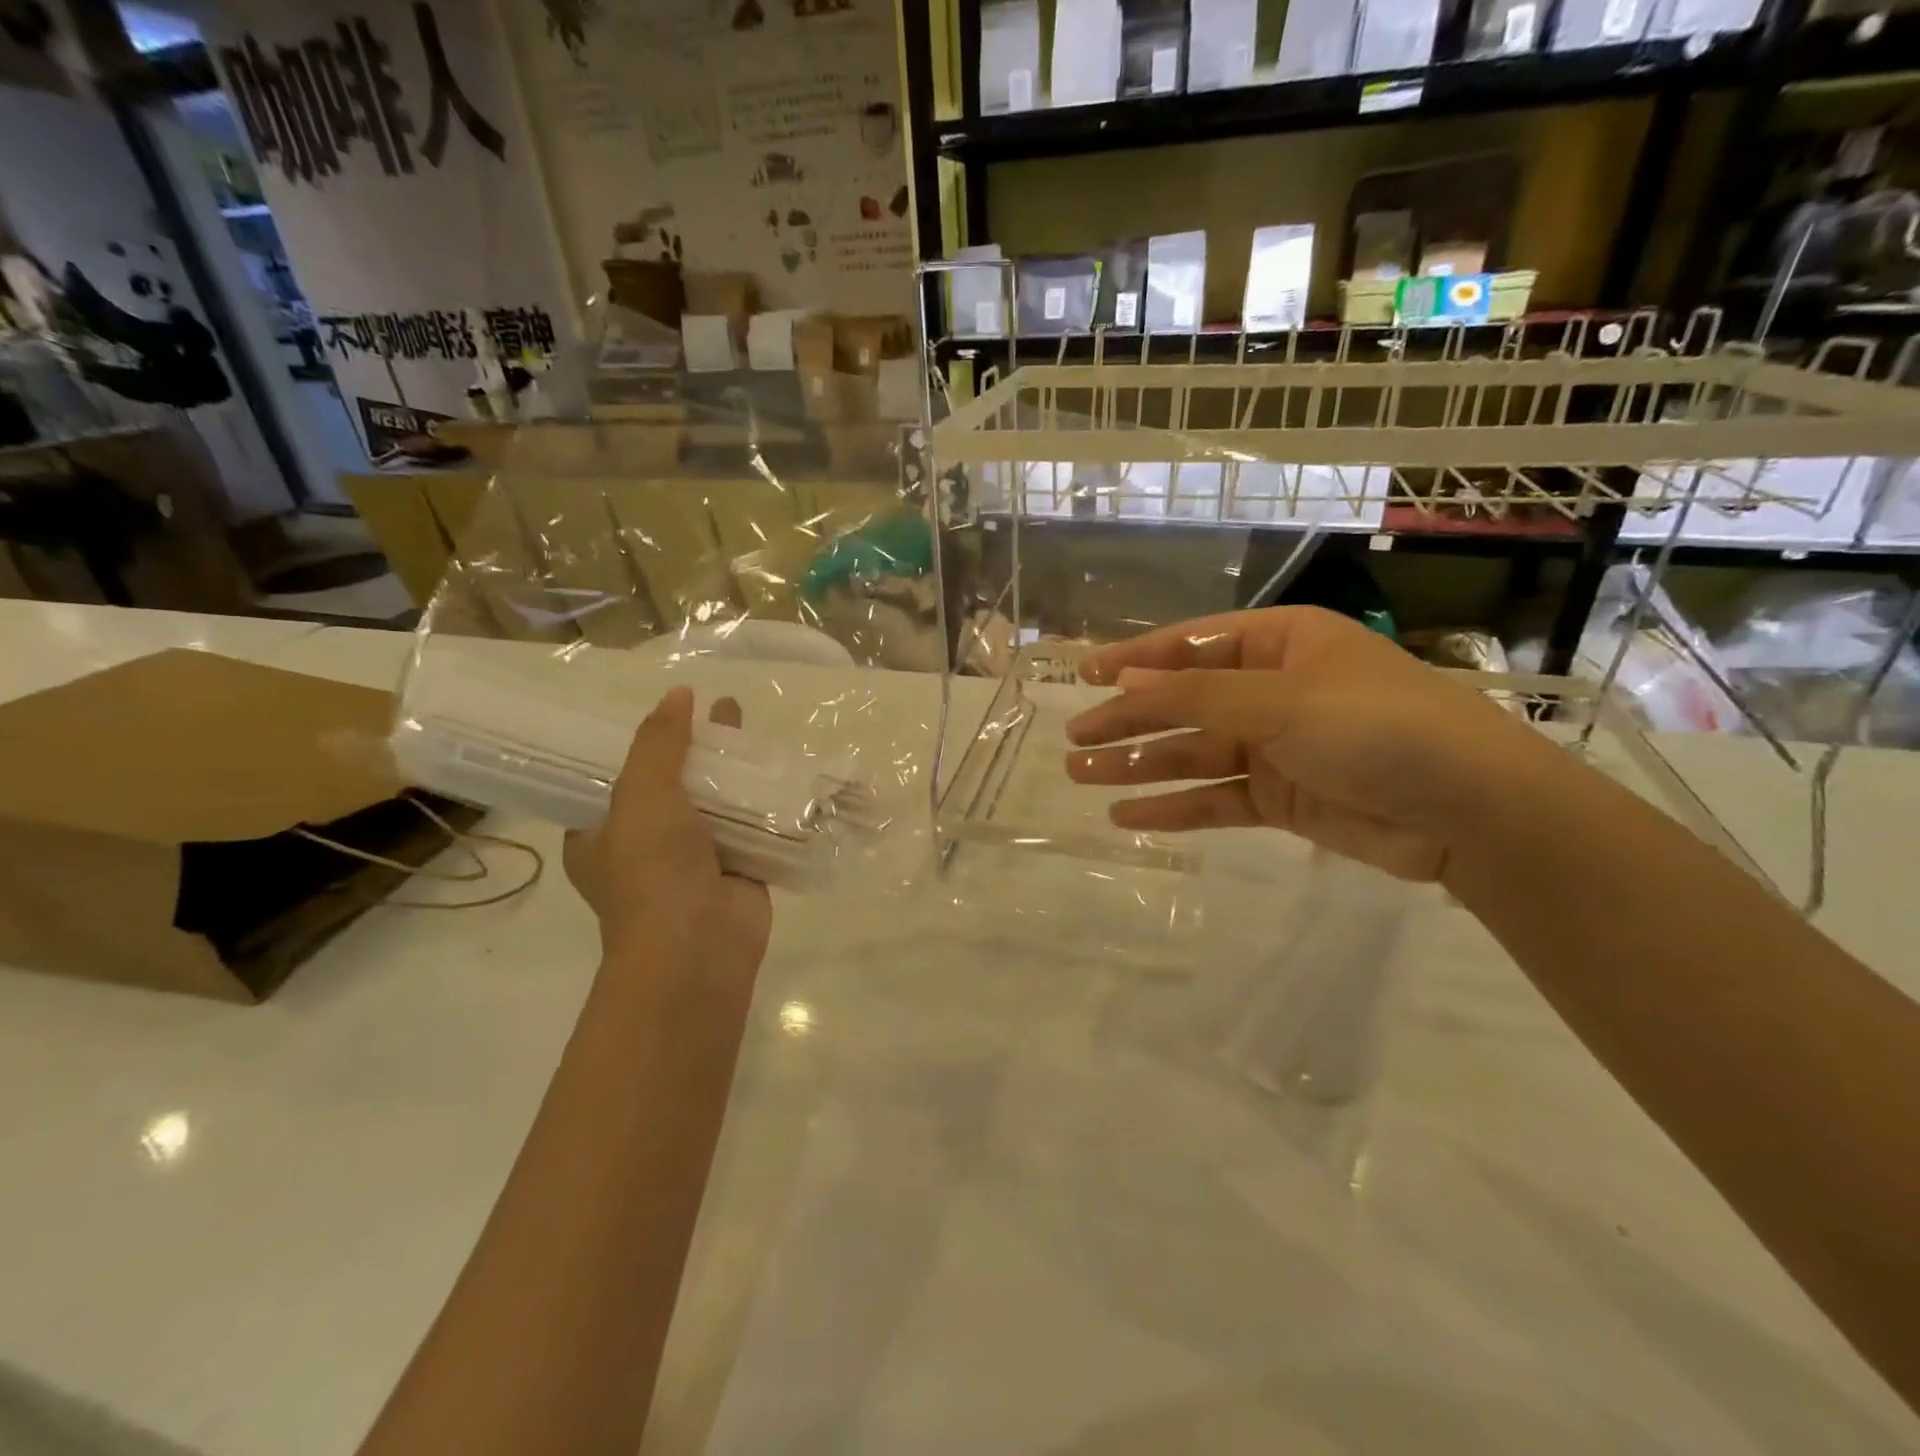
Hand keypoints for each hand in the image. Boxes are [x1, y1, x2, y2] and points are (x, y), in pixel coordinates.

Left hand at [564, 687, 772, 976]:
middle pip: (673, 785)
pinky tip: (783, 770)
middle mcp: (645, 847)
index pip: (616, 780)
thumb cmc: (652, 871)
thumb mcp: (641, 796)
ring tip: (753, 729)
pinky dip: (764, 802)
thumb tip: (678, 694)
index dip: (641, 745)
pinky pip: (751, 826)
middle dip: (696, 750)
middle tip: (719, 711)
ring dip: (734, 772)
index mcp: (601, 836)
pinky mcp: (738, 869)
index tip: (666, 714)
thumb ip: (658, 744)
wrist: (697, 949)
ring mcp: (694, 860)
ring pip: (716, 804)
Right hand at [1064, 607, 1557, 881]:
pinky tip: (1128, 817)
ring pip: (1192, 753)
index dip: (1135, 660)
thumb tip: (1124, 680)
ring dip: (1139, 765)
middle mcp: (1274, 690)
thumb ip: (1197, 694)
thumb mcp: (1280, 700)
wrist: (1470, 810)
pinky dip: (1174, 808)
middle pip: (1184, 703)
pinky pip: (1215, 798)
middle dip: (1128, 720)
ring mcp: (1277, 746)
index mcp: (1281, 644)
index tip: (1084, 675)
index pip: (1191, 646)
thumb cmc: (1376, 726)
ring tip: (1082, 778)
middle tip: (1074, 742)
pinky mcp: (1282, 798)